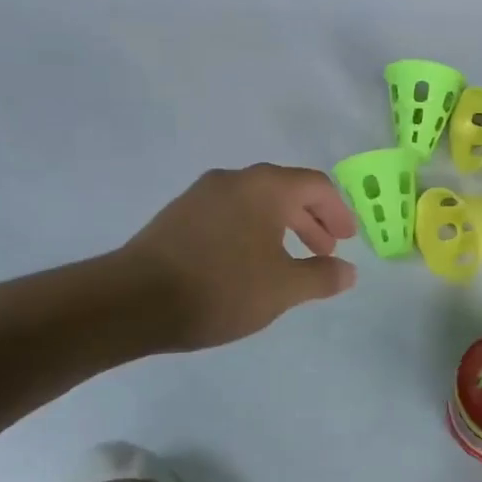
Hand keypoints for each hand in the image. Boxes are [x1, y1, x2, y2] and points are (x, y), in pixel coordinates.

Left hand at [120, 164, 358, 351]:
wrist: (132, 301)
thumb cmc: (221, 288)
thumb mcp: (282, 288)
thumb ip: (321, 276)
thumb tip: (348, 271)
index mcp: (264, 187)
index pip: (315, 185)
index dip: (338, 212)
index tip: (348, 240)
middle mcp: (233, 180)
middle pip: (285, 190)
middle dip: (311, 220)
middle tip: (326, 251)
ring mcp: (201, 195)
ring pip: (255, 203)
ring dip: (281, 228)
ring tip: (289, 261)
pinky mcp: (177, 215)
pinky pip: (229, 214)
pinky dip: (251, 231)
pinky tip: (248, 264)